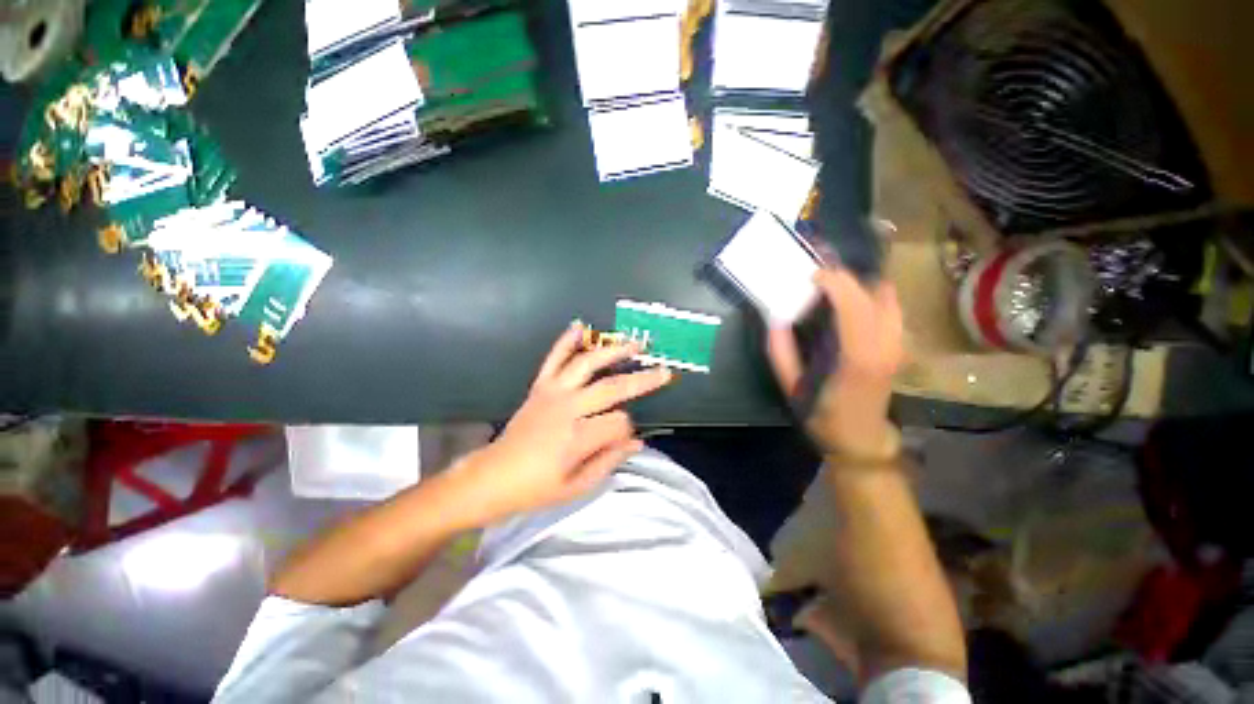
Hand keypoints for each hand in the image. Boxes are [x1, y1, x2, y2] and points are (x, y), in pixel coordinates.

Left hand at [454, 324, 672, 523]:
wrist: (491, 477)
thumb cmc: (535, 488)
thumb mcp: (577, 487)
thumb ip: (609, 461)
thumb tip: (637, 442)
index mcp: (577, 438)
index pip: (619, 423)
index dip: (628, 430)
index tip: (624, 439)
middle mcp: (567, 409)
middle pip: (612, 387)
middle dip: (641, 380)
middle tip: (663, 371)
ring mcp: (552, 393)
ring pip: (587, 364)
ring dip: (613, 352)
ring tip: (634, 344)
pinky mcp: (540, 386)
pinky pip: (554, 358)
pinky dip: (566, 341)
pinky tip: (580, 326)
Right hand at [767, 268, 902, 458]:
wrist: (861, 440)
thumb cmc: (823, 416)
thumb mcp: (792, 388)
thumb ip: (781, 352)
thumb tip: (774, 319)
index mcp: (858, 358)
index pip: (854, 305)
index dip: (834, 282)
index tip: (810, 276)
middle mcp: (886, 346)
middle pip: (874, 293)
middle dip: (845, 278)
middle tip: (816, 279)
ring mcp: (898, 345)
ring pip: (888, 296)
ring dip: (859, 285)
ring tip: (832, 287)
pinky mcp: (900, 345)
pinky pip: (890, 307)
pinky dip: (871, 295)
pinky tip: (849, 302)